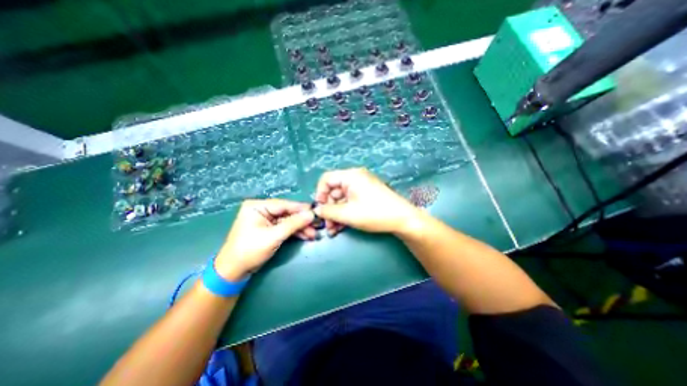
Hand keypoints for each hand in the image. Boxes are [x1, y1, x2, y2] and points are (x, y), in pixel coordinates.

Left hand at [215, 198, 313, 280]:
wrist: (234, 271)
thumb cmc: (250, 250)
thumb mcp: (274, 236)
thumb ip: (293, 223)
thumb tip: (311, 214)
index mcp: (257, 206)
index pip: (283, 204)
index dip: (301, 208)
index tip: (316, 211)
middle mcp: (262, 209)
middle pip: (287, 212)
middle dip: (302, 221)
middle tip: (317, 225)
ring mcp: (266, 219)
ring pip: (288, 220)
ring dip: (300, 227)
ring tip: (314, 234)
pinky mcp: (269, 228)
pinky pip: (285, 227)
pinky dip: (295, 232)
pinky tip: (306, 235)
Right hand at [314, 168, 421, 236]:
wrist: (403, 219)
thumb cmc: (374, 213)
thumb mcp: (348, 214)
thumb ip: (329, 211)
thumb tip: (317, 210)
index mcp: (351, 176)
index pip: (327, 179)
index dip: (320, 194)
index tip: (320, 209)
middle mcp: (355, 178)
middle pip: (334, 191)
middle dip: (329, 209)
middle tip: (327, 225)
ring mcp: (362, 187)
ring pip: (341, 199)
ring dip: (336, 214)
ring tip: (333, 230)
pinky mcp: (366, 196)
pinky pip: (350, 202)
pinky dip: (345, 213)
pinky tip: (341, 226)